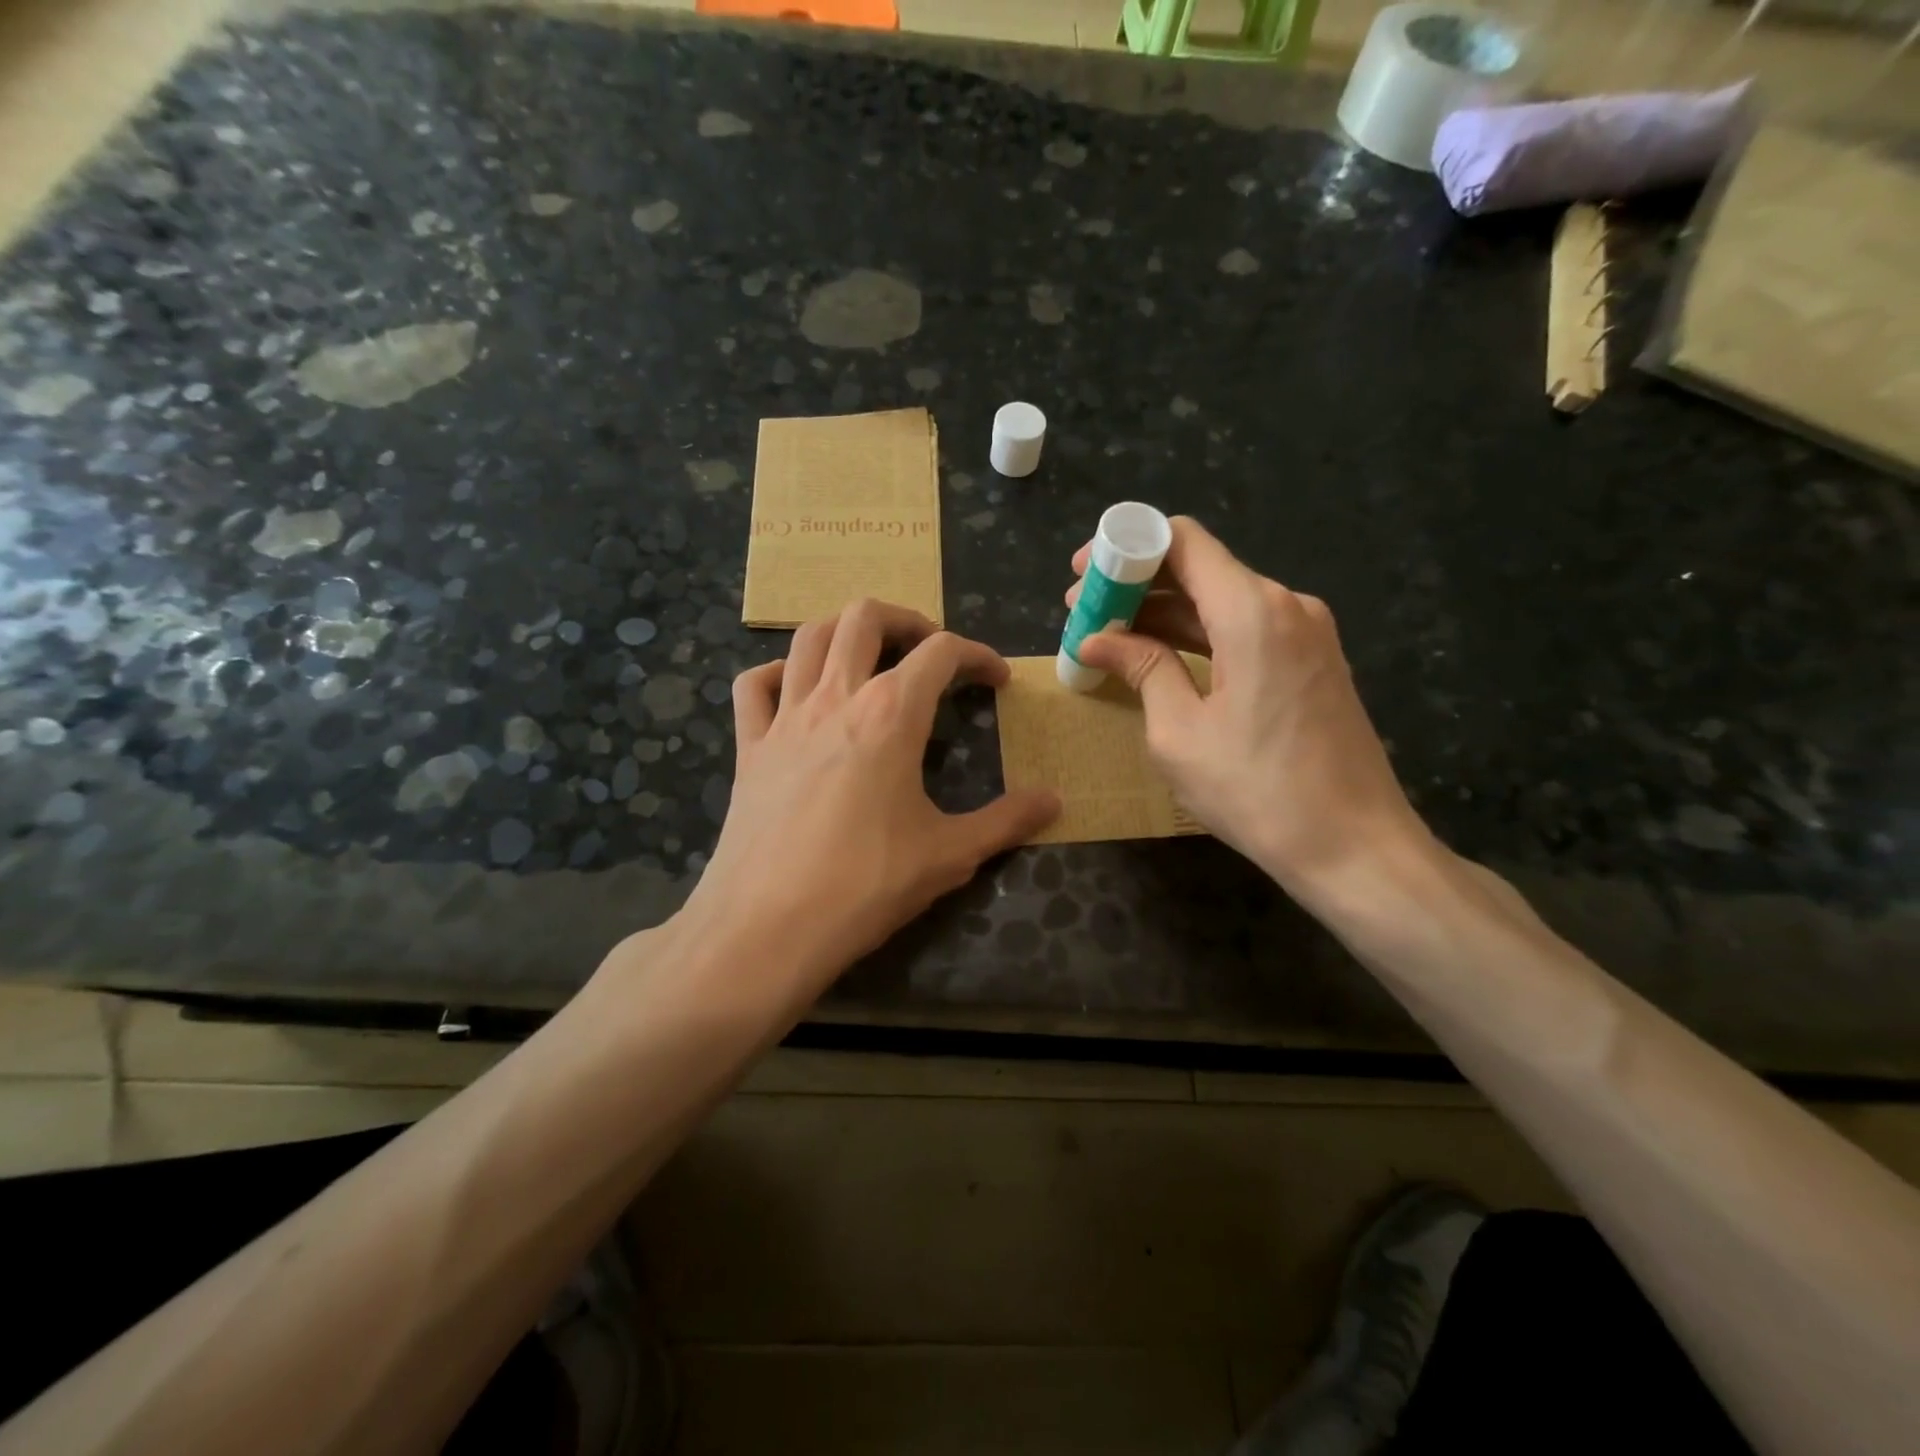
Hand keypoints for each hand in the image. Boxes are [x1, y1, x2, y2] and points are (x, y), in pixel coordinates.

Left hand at [673, 600, 1058, 995]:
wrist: (768, 928)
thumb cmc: (866, 885)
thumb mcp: (950, 855)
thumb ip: (1007, 821)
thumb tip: (1054, 801)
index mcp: (891, 714)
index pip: (941, 653)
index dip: (978, 655)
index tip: (996, 680)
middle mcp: (836, 698)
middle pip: (866, 617)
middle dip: (906, 620)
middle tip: (929, 651)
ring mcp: (784, 718)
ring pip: (808, 637)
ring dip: (845, 631)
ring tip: (870, 655)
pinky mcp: (749, 747)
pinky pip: (754, 686)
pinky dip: (777, 673)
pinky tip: (796, 691)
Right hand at [1069, 518, 1431, 898]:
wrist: (1354, 847)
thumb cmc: (1256, 790)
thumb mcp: (1179, 732)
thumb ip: (1142, 668)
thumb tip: (1098, 639)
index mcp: (1252, 611)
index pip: (1182, 540)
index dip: (1126, 546)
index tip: (1083, 575)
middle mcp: (1286, 605)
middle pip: (1201, 569)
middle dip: (1137, 586)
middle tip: (1084, 615)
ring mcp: (1307, 633)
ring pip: (1222, 600)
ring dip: (1165, 615)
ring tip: (1111, 639)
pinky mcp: (1312, 661)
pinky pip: (1246, 629)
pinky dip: (1199, 636)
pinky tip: (1161, 658)